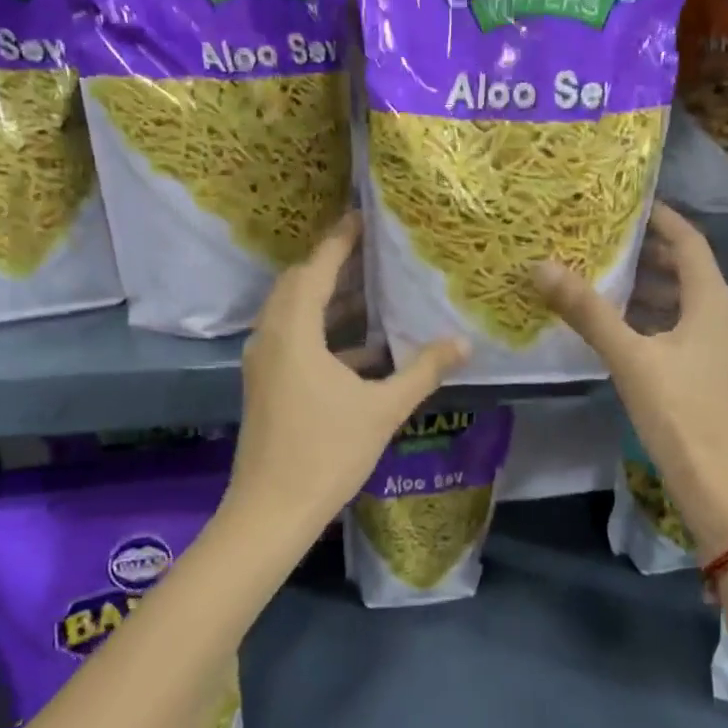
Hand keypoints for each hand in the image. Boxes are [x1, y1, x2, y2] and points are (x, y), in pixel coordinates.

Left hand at [225, 212, 469, 545]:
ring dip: (330, 300)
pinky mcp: (267, 384)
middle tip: (372, 251)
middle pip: (299, 285)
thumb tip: (463, 342)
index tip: (362, 216)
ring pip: (295, 313)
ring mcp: (264, 362)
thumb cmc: (327, 453)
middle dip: (333, 264)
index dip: (340, 240)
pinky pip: (294, 339)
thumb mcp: (384, 409)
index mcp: (294, 333)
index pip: (316, 269)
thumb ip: (424, 370)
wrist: (272, 511)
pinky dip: (325, 333)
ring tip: (374, 291)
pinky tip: (366, 349)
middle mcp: (271, 337)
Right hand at [533, 203, 727, 560]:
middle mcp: (716, 314)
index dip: (661, 217)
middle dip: (646, 249)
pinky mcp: (698, 367)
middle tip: (602, 235)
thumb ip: (587, 311)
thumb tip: (542, 266)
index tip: (625, 202)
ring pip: (677, 297)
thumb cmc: (677, 409)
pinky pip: (671, 324)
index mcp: (710, 300)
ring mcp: (709, 343)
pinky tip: (612, 320)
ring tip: (599, 271)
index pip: (688, 240)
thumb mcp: (628, 355)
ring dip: (643, 282)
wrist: (711, 477)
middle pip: (683, 266)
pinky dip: (645, 313)